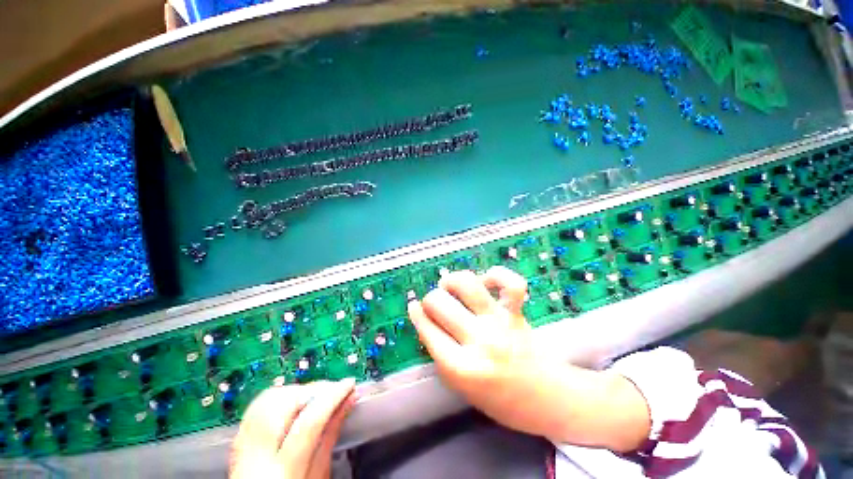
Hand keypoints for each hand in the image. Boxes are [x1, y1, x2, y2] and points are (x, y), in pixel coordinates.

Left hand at [230, 379, 355, 478]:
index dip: (333, 397)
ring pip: (268, 399)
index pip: (308, 423)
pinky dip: (280, 396)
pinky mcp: (238, 440)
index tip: (350, 383)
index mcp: (281, 472)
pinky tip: (295, 401)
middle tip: (334, 388)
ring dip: (297, 389)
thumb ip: (330, 438)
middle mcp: (255, 457)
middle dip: (313, 388)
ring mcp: (242, 447)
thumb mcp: (318, 476)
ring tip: (317, 394)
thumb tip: (349, 401)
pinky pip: (257, 406)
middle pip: (284, 404)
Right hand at [408, 267, 649, 450]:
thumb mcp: (459, 385)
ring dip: (452, 280)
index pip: (427, 329)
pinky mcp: (516, 313)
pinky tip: (486, 281)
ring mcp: (499, 323)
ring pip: (466, 284)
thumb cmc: (497, 398)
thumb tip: (422, 316)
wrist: (544, 399)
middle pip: (439, 303)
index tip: (414, 307)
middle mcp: (479, 341)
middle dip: (430, 300)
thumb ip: (439, 351)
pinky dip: (497, 275)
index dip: (417, 315)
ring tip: (451, 286)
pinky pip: (511, 284)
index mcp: (460, 367)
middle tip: (435, 304)